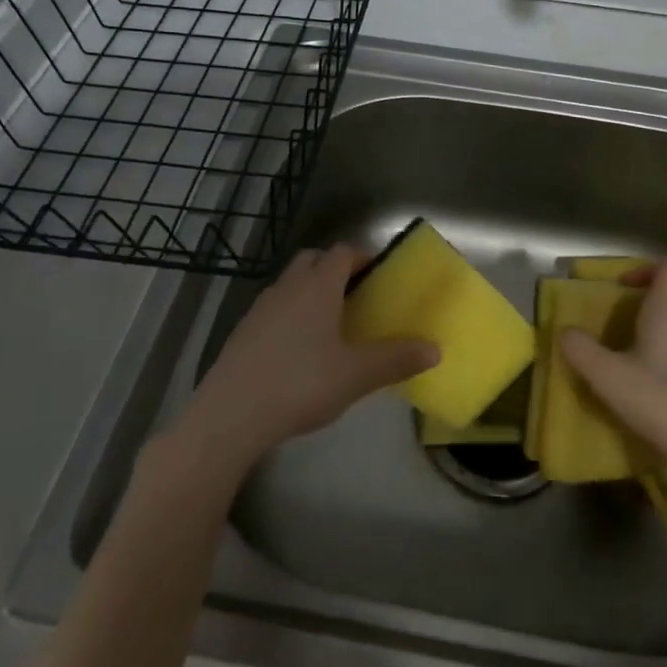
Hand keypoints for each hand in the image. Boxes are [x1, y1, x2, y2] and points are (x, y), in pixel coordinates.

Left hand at [179, 243, 437, 468]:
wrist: (231, 413)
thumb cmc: (301, 384)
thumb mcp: (356, 375)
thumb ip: (396, 360)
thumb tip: (435, 349)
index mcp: (318, 287)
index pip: (342, 252)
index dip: (362, 257)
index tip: (379, 275)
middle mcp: (288, 287)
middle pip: (313, 260)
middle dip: (334, 269)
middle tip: (355, 295)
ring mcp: (260, 307)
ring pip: (290, 283)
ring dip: (310, 291)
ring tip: (329, 324)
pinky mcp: (242, 331)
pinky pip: (273, 308)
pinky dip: (289, 314)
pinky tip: (297, 350)